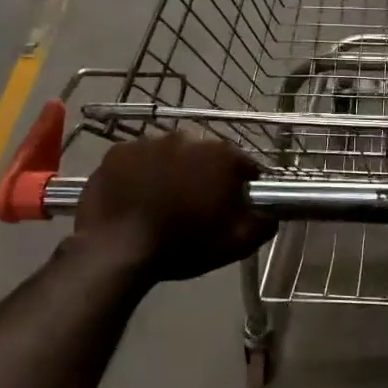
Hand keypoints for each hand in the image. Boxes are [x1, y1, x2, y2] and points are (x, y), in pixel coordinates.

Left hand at [73, 131, 275, 281]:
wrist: (116, 249)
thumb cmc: (183, 245)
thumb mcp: (235, 244)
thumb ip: (262, 225)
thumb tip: (271, 215)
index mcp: (221, 156)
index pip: (243, 165)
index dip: (242, 184)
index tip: (235, 204)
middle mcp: (188, 138)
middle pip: (205, 155)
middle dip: (204, 174)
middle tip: (195, 203)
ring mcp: (149, 141)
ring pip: (169, 154)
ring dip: (171, 170)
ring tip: (162, 200)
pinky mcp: (118, 151)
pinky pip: (137, 159)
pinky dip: (139, 172)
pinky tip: (135, 195)